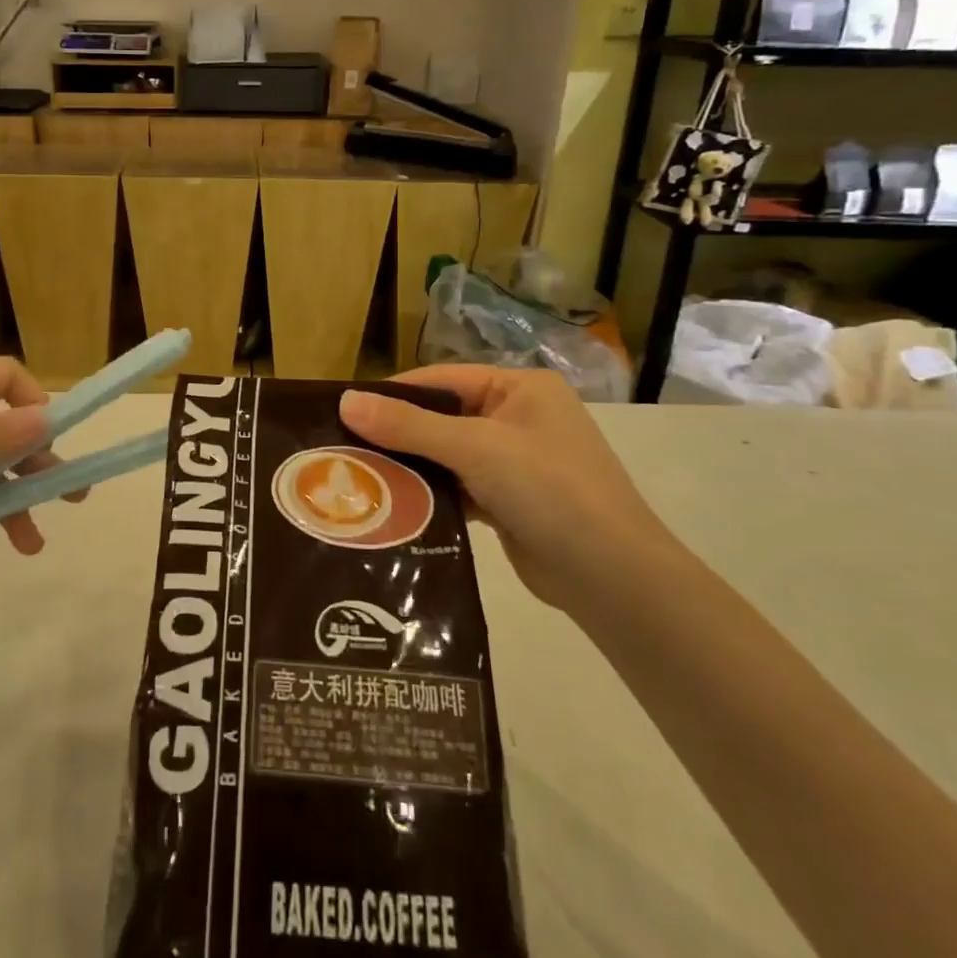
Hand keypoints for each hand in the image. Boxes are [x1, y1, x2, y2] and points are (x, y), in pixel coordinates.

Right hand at [339, 367, 666, 606]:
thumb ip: (409, 425)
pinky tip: (393, 506)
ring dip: (411, 467)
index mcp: (520, 388)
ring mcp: (515, 462)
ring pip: (447, 455)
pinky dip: (430, 495)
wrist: (612, 577)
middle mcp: (518, 417)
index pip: (442, 380)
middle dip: (397, 434)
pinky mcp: (509, 501)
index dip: (393, 393)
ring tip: (357, 477)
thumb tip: (344, 401)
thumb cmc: (548, 489)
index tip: (344, 410)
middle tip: (344, 448)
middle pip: (442, 417)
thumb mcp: (475, 448)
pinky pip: (458, 487)